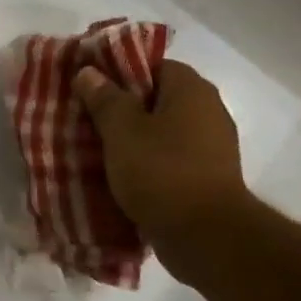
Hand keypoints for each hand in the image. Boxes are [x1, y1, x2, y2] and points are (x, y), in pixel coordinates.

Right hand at [73, 58, 248, 287]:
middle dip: (123, 110)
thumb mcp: (122, 131)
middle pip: (158, 100)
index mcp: (192, 90)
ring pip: (163, 133)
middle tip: (88, 122)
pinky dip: (148, 166)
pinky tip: (122, 178)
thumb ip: (105, 99)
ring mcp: (212, 148)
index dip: (121, 73)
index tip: (91, 89)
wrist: (205, 235)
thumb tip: (89, 71)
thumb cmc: (161, 172)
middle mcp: (209, 111)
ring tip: (99, 152)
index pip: (154, 65)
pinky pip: (171, 161)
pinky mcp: (207, 179)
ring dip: (134, 141)